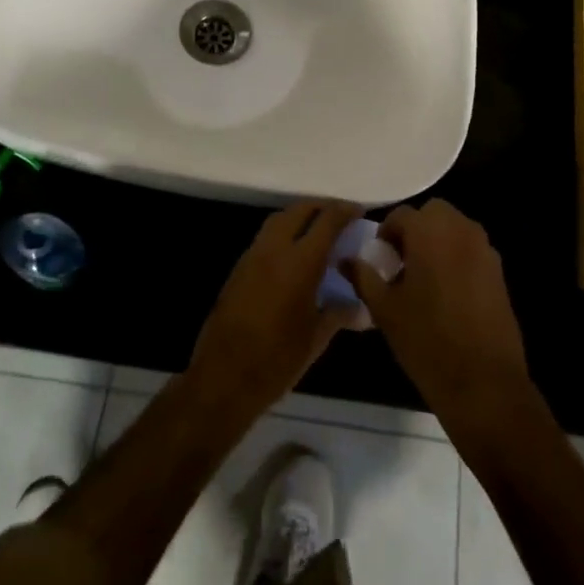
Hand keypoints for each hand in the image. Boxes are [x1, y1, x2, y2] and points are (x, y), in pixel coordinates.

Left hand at [187, 200, 362, 416]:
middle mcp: (274, 249)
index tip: (360, 211)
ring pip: (278, 220)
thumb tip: (360, 307)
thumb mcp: (316, 339)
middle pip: (299, 210)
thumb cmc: (277, 360)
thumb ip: (339, 313)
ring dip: (300, 217)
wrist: (223, 377)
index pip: (327, 221)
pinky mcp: (238, 268)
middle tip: (339, 217)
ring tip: (318, 232)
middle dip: (321, 207)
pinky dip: (283, 234)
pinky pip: (265, 238)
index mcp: (300, 262)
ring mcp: (252, 256)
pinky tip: (293, 256)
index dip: (345, 211)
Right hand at [342, 199, 534, 437]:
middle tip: (402, 263)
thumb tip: (346, 260)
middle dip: (416, 230)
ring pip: (455, 229)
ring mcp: (485, 250)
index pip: (401, 215)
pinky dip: (457, 258)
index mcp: (430, 232)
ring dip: (438, 241)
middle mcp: (461, 230)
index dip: (386, 234)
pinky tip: (448, 294)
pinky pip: (472, 250)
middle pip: (433, 214)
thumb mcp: (385, 309)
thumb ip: (363, 277)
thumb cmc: (426, 340)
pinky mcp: (499, 272)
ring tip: (424, 279)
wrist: (483, 382)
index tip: (380, 260)